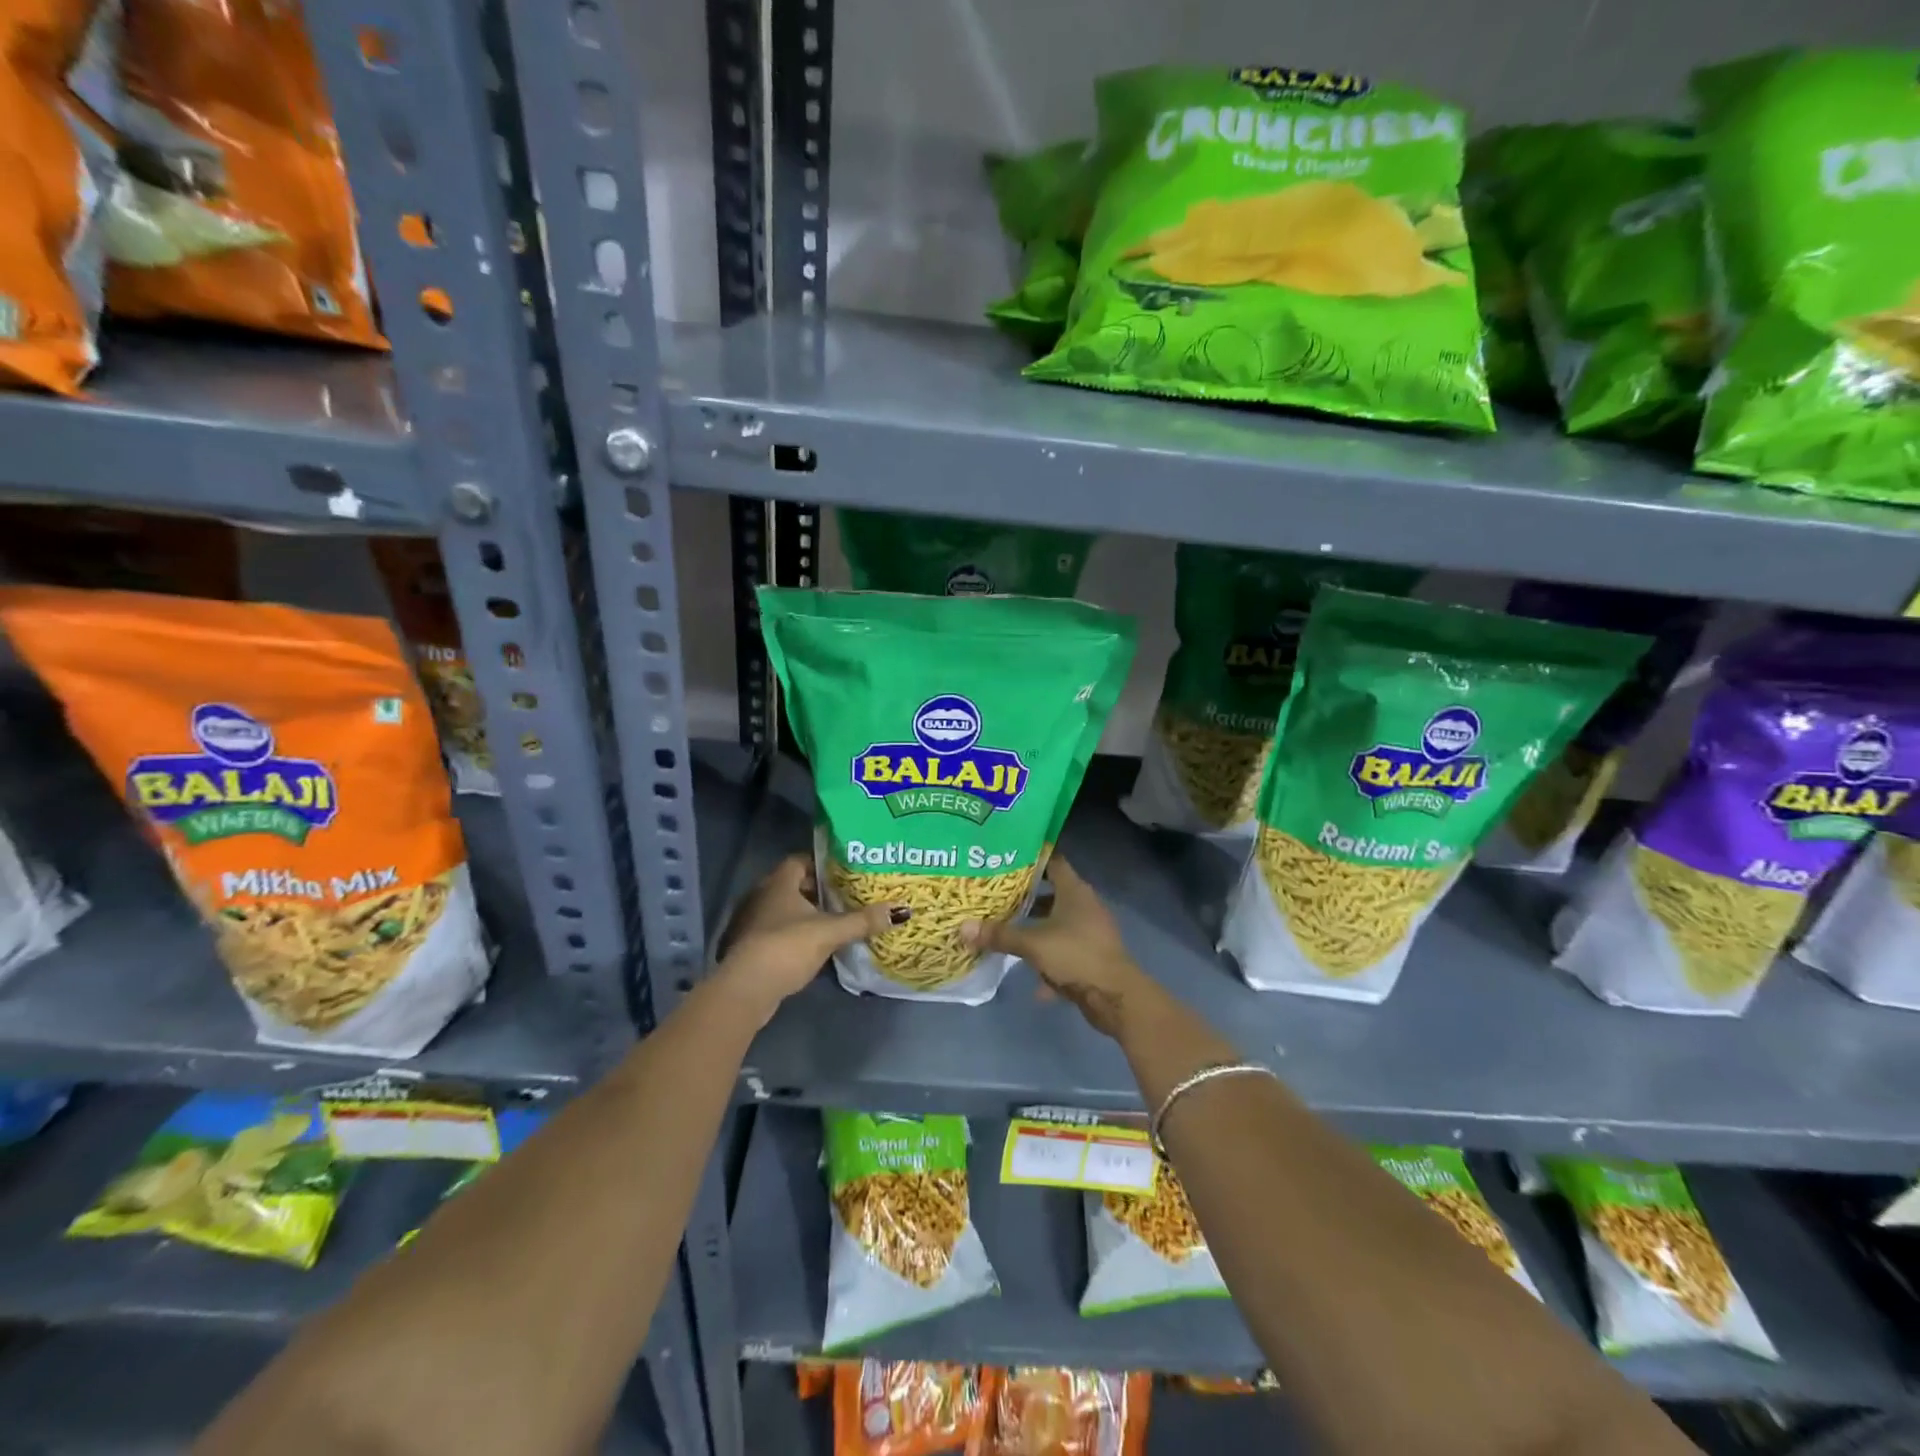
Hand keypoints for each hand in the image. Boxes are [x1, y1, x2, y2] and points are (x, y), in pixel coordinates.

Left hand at [712, 854, 904, 1021]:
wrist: (746, 989)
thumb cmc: (786, 947)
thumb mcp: (830, 932)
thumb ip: (862, 920)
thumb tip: (901, 910)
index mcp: (778, 882)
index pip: (800, 860)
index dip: (822, 864)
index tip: (844, 872)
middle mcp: (760, 895)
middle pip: (793, 885)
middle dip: (818, 890)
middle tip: (845, 896)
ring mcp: (751, 922)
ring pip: (784, 910)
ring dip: (805, 914)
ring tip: (834, 921)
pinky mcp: (749, 946)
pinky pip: (776, 931)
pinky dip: (794, 934)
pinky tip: (813, 946)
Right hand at [960, 855, 1151, 1037]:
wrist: (1116, 996)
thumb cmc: (1075, 955)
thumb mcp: (1032, 944)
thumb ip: (999, 935)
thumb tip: (963, 927)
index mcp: (1074, 890)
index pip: (1053, 861)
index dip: (1031, 857)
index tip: (1006, 857)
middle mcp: (1084, 905)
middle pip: (1051, 893)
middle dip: (1025, 897)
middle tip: (996, 895)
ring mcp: (1089, 931)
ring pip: (1056, 924)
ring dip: (1036, 930)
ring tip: (1007, 932)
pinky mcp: (1091, 956)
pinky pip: (1063, 952)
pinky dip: (1049, 962)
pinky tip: (1034, 981)